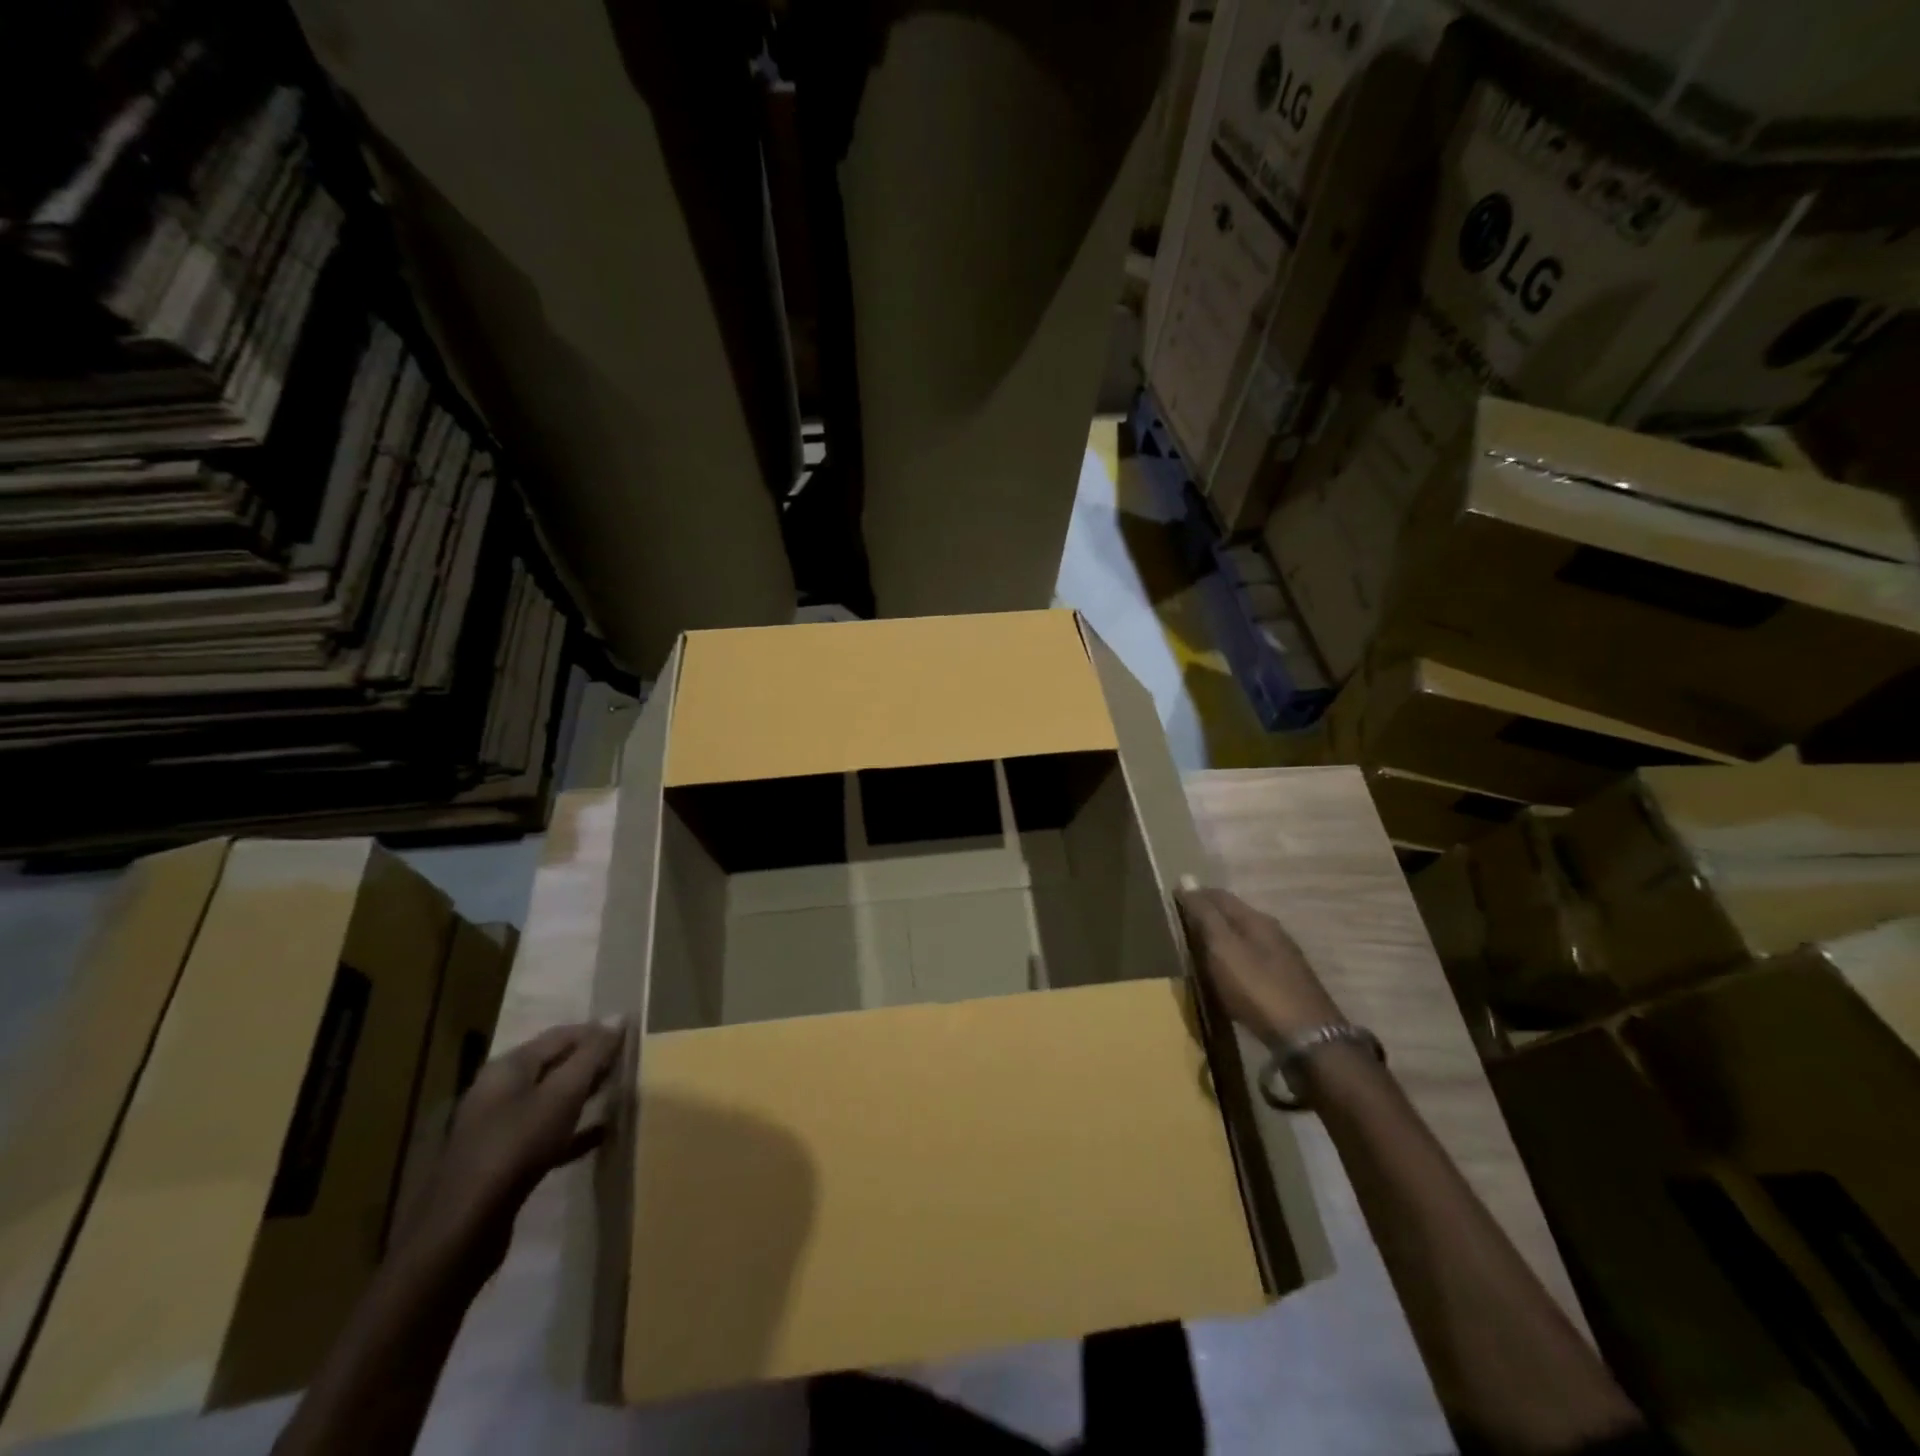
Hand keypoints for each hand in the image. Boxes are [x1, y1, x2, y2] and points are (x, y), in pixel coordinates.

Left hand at [399, 1020, 624, 1279]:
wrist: (464, 1229)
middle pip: (554, 1065)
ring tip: (619, 1092)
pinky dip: (573, 1129)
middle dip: (591, 1062)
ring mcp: (498, 1128)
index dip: (597, 1031)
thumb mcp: (562, 1095)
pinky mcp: (502, 1162)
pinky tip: (600, 1135)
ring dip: (584, 1094)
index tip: (632, 1036)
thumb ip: (592, 1055)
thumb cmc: (516, 1146)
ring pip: (550, 1100)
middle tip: (629, 1063)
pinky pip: (546, 1134)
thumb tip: (618, 1016)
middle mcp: (499, 1091)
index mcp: (509, 1067)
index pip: (561, 1035)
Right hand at [1177, 885, 1340, 1045]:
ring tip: (1199, 948)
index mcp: (1256, 919)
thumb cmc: (1257, 988)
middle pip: (1234, 915)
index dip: (1195, 894)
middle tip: (1181, 924)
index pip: (1219, 895)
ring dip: (1222, 937)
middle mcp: (1272, 932)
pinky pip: (1252, 959)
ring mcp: (1283, 958)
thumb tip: (1186, 878)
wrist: (1307, 1038)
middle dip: (1209, 915)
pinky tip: (1227, 972)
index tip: (1172, 899)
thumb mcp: (1223, 948)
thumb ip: (1205, 915)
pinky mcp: (1287, 983)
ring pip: (1245, 937)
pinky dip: (1234, 958)